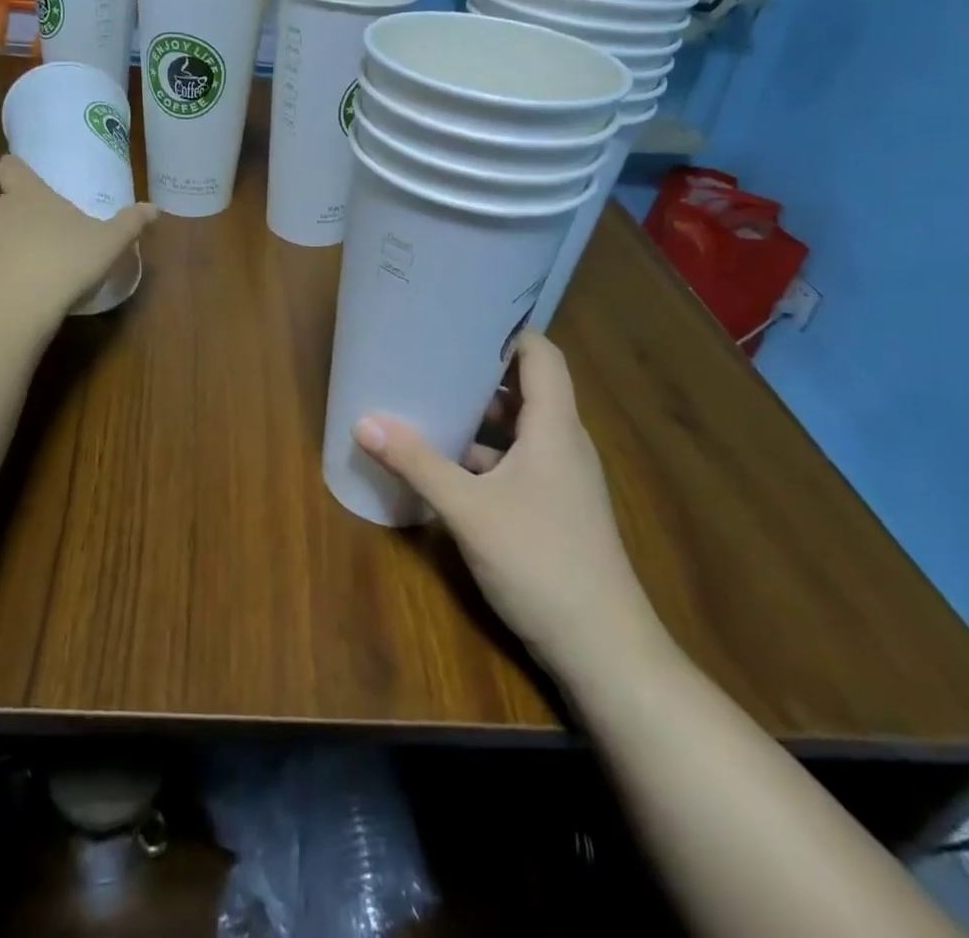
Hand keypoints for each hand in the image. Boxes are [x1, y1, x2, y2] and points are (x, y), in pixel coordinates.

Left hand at [0, 156, 155, 321]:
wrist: (8, 305)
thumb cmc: (64, 262)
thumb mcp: (108, 244)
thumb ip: (129, 224)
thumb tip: (154, 208)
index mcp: (30, 197)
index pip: (14, 168)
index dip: (17, 169)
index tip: (19, 172)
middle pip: (5, 208)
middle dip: (21, 223)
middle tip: (47, 246)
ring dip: (5, 253)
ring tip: (30, 279)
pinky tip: (8, 302)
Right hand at [353, 332, 668, 676]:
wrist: (604, 650)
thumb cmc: (540, 561)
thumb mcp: (468, 509)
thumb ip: (417, 464)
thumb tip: (364, 423)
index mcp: (555, 427)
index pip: (541, 355)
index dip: (507, 331)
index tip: (461, 318)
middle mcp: (563, 444)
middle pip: (526, 389)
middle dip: (479, 373)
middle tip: (431, 356)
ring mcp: (561, 480)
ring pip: (518, 430)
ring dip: (478, 418)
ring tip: (428, 402)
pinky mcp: (553, 510)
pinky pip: (516, 463)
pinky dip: (483, 456)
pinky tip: (443, 464)